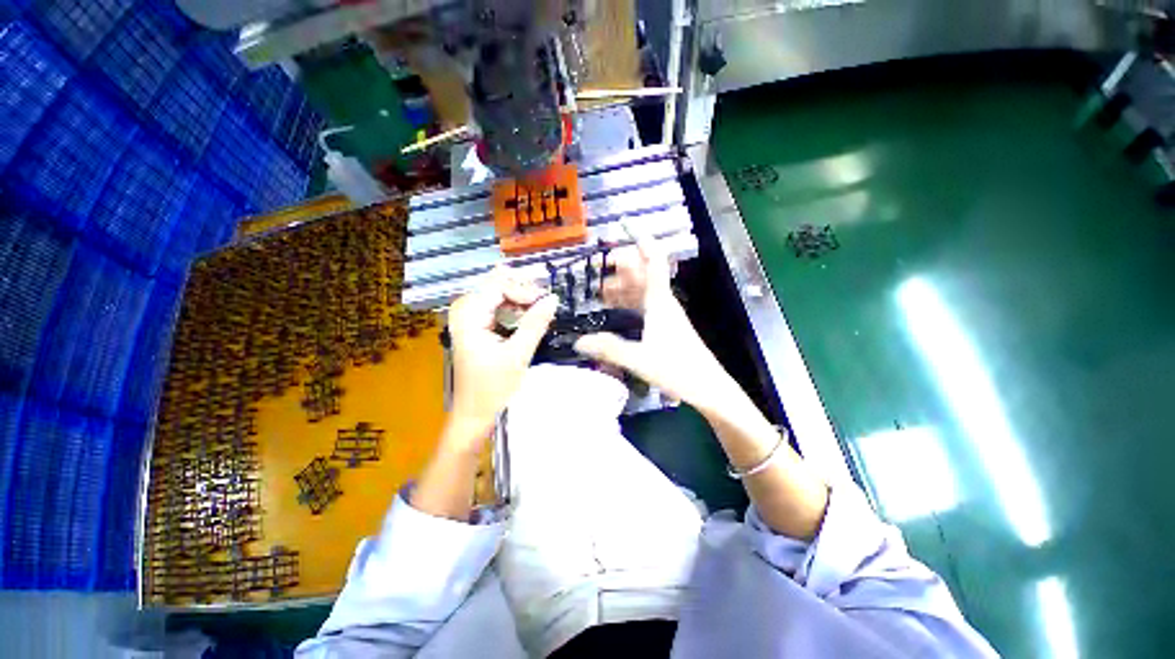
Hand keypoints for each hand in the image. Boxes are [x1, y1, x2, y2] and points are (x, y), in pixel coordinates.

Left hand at [447, 267, 557, 437]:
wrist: (475, 414)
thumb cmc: (493, 388)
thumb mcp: (518, 354)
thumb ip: (535, 323)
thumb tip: (553, 298)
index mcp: (468, 316)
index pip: (498, 286)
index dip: (523, 290)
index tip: (544, 301)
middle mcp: (465, 312)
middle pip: (496, 286)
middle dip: (522, 290)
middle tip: (545, 299)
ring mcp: (469, 319)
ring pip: (497, 296)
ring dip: (520, 299)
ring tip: (540, 306)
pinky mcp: (476, 328)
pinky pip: (497, 308)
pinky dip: (514, 309)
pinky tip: (529, 315)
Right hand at [574, 228, 732, 411]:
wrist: (708, 388)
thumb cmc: (679, 369)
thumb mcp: (640, 359)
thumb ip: (609, 349)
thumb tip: (578, 341)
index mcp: (660, 302)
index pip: (652, 261)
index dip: (639, 239)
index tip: (623, 224)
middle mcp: (663, 302)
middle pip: (642, 273)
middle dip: (620, 264)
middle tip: (596, 263)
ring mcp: (664, 314)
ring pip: (641, 290)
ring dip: (622, 283)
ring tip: (598, 285)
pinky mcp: (664, 326)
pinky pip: (642, 305)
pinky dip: (627, 301)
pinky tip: (614, 305)